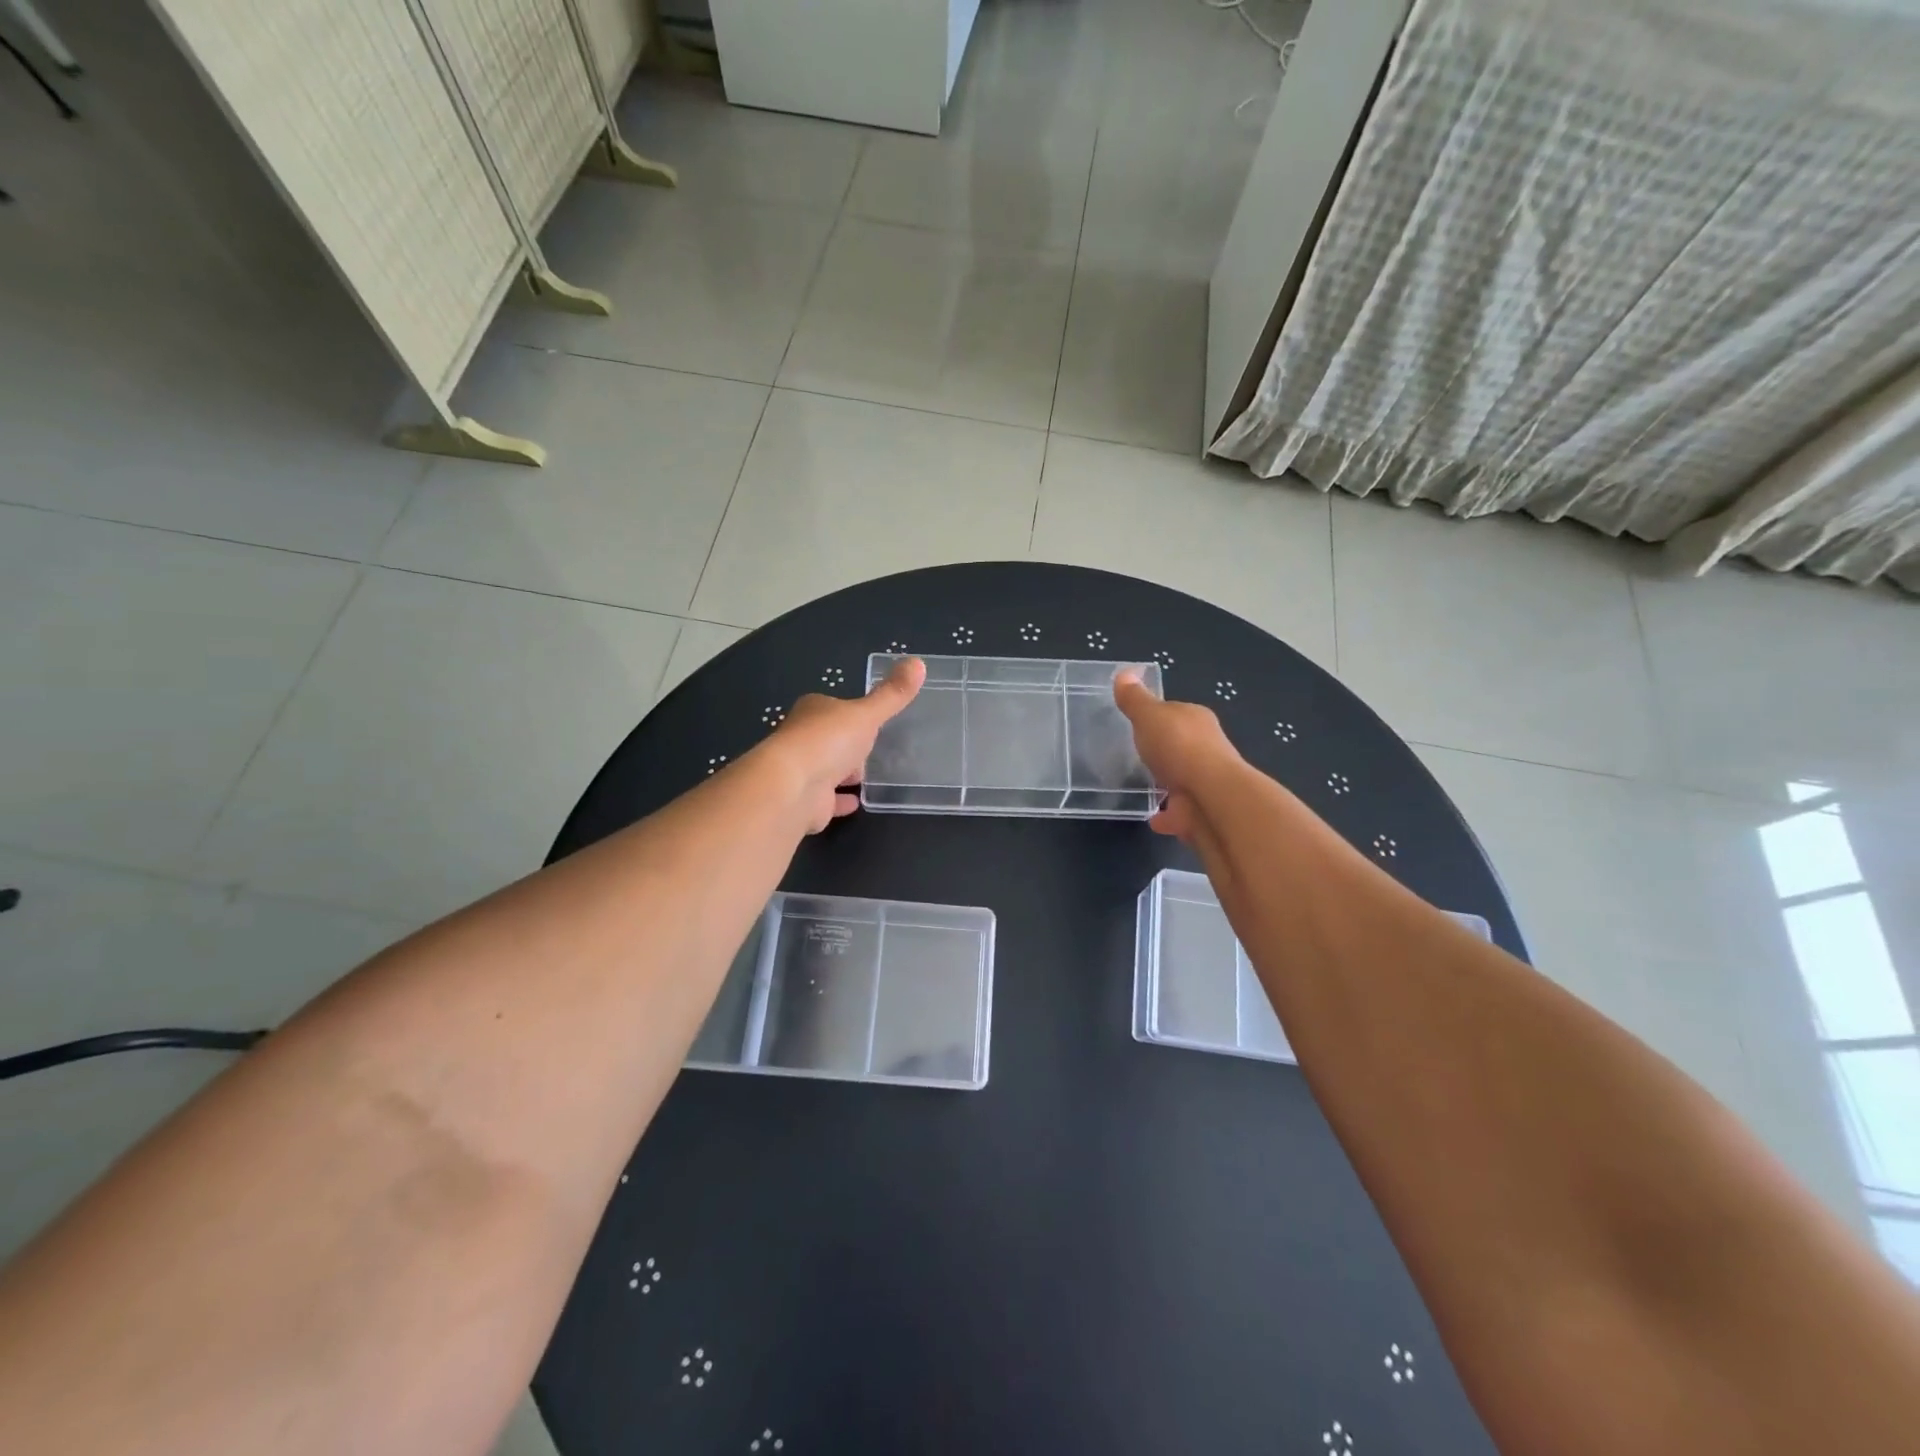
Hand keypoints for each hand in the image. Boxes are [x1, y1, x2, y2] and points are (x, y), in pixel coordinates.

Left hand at [758, 656, 926, 831]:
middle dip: (847, 745)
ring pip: (827, 770)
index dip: (851, 715)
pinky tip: (855, 802)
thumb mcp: (867, 714)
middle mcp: (803, 739)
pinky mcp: (805, 802)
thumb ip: (893, 694)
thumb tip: (919, 662)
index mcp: (813, 712)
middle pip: (830, 740)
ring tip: (867, 777)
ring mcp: (802, 772)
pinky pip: (828, 800)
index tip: (871, 721)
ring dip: (843, 773)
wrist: (793, 788)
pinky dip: (840, 800)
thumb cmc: (828, 741)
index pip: (834, 709)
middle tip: (872, 751)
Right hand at [1114, 669, 1244, 845]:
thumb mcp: (1149, 715)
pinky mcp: (1200, 811)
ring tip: (1144, 787)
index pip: (1175, 713)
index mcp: (1196, 720)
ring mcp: (1205, 782)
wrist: (1209, 797)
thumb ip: (1134, 699)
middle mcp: (1207, 748)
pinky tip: (1152, 817)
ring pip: (1182, 779)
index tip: (1138, 723)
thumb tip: (1124, 672)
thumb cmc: (1179, 747)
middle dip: (1165, 750)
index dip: (1157, 716)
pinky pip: (1178, 811)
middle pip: (1181, 746)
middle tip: (1139, 756)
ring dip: (1167, 783)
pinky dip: (1167, 814)